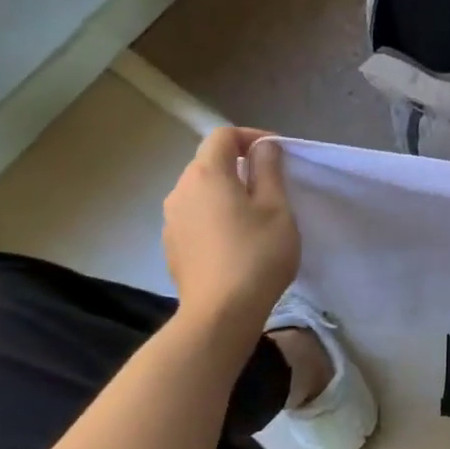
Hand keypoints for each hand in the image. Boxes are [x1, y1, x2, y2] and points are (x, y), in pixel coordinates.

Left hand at [162, 128, 298, 320]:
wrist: (220, 313)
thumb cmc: (257, 255)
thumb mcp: (277, 208)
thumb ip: (269, 170)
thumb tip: (264, 147)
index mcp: (206, 174)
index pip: (224, 135)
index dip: (253, 137)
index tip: (278, 155)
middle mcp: (180, 189)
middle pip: (209, 162)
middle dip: (240, 165)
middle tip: (272, 186)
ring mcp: (171, 219)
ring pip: (201, 191)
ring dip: (227, 192)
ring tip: (255, 216)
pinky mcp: (171, 245)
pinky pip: (195, 216)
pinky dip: (215, 216)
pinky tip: (235, 241)